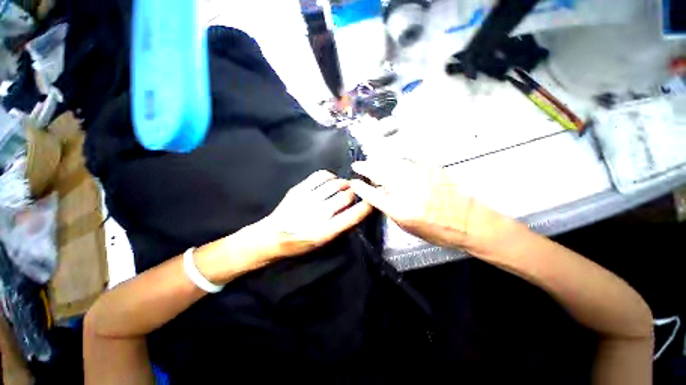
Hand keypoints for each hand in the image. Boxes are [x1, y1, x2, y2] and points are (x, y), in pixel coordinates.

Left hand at [254, 170, 372, 259]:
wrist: (272, 236)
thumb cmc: (300, 242)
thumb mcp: (323, 241)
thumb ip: (340, 226)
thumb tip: (355, 209)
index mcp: (326, 231)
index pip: (352, 216)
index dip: (366, 206)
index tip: (373, 200)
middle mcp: (318, 213)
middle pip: (346, 196)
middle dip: (355, 193)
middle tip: (356, 192)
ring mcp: (308, 199)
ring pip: (336, 184)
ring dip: (344, 184)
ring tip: (345, 186)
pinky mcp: (299, 189)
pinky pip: (321, 175)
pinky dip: (330, 176)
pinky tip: (331, 180)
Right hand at [349, 160, 510, 254]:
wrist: (468, 222)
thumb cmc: (437, 231)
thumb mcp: (407, 227)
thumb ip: (391, 209)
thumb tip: (380, 193)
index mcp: (400, 209)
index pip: (373, 195)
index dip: (361, 187)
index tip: (354, 182)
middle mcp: (407, 191)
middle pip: (380, 174)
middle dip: (365, 168)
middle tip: (357, 165)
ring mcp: (419, 178)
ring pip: (392, 164)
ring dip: (379, 163)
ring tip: (373, 163)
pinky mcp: (431, 169)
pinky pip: (409, 161)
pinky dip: (399, 161)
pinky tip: (395, 162)